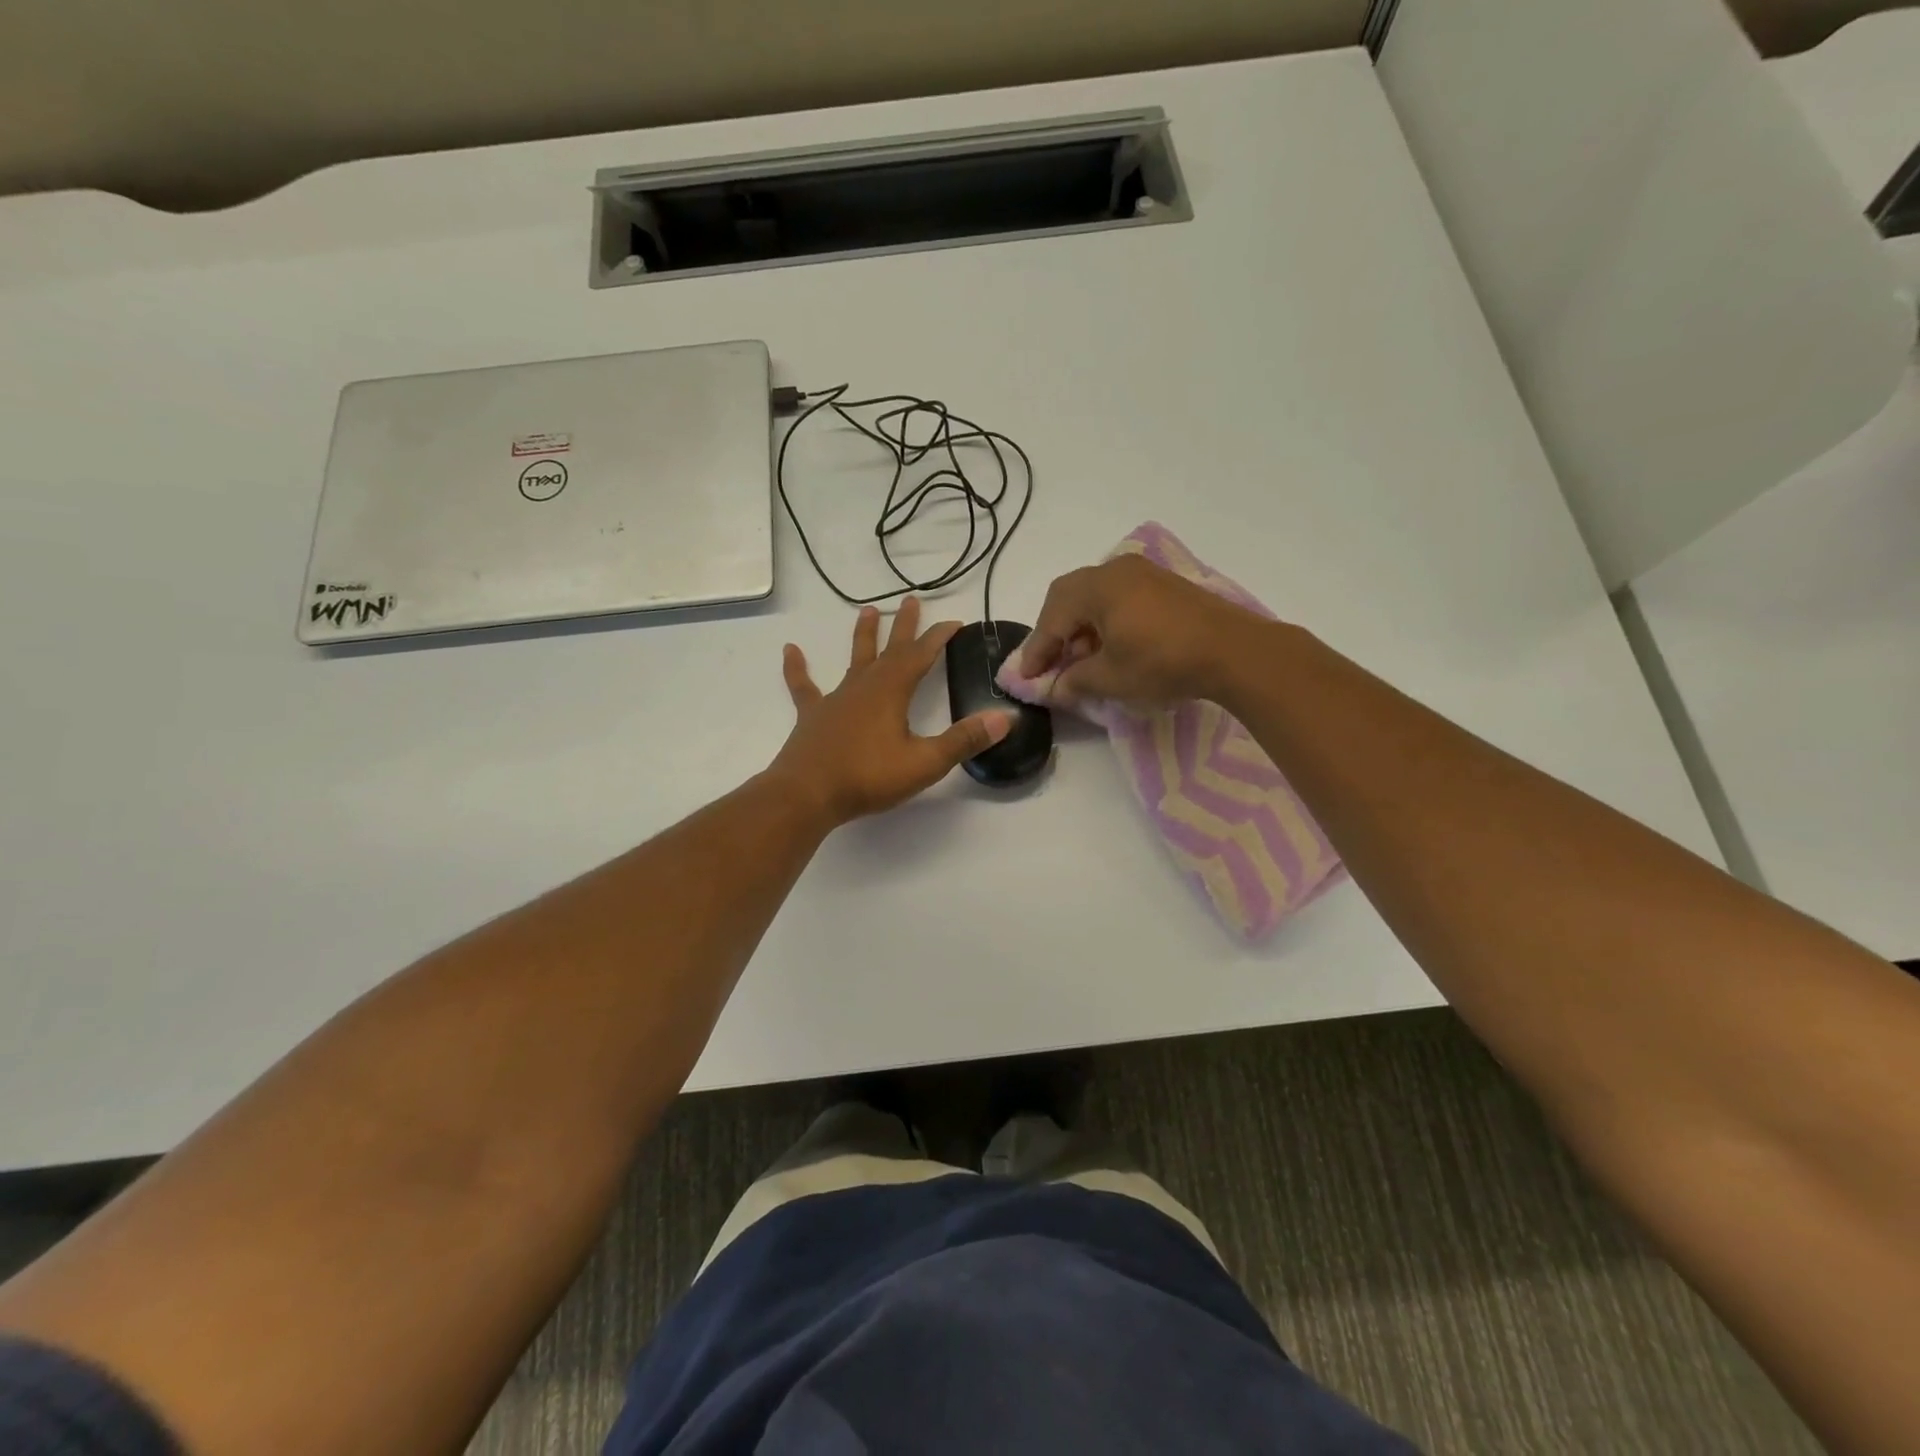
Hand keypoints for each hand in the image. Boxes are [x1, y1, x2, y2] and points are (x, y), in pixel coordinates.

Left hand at [770, 597, 1012, 825]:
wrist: (807, 794)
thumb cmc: (868, 777)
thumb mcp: (925, 762)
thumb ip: (964, 740)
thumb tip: (1005, 718)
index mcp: (892, 692)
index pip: (921, 656)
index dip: (939, 637)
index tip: (955, 622)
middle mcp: (864, 686)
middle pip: (890, 649)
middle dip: (905, 626)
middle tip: (913, 600)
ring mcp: (835, 699)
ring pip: (854, 660)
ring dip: (863, 635)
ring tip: (868, 610)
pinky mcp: (813, 717)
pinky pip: (804, 686)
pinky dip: (797, 668)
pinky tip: (790, 650)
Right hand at [1019, 554, 1267, 706]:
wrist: (1234, 651)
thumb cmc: (1163, 662)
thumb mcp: (1112, 678)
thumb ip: (1075, 680)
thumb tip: (1056, 687)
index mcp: (1097, 587)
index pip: (1052, 617)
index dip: (1036, 649)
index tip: (1026, 676)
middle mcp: (1116, 570)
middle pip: (1069, 597)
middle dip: (1055, 632)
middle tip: (1049, 663)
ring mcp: (1143, 573)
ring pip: (1095, 596)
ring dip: (1080, 627)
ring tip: (1082, 661)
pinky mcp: (1164, 585)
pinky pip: (1119, 597)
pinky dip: (1105, 620)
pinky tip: (1112, 647)